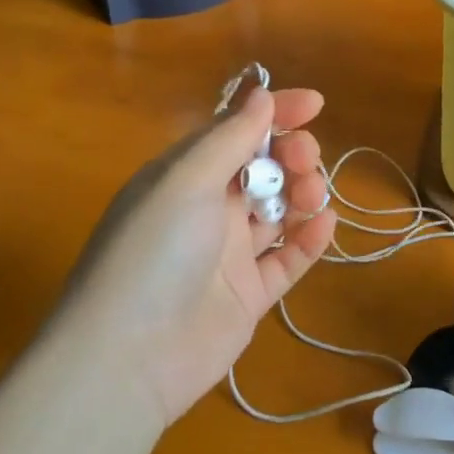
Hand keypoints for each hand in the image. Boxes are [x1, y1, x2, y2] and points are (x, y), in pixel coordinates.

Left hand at [51, 87, 336, 425]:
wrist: (128, 358)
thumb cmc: (153, 252)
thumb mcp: (185, 181)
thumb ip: (229, 137)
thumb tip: (262, 95)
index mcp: (183, 176)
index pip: (235, 131)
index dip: (275, 113)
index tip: (316, 105)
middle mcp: (205, 209)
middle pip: (261, 169)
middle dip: (291, 154)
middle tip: (304, 160)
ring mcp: (227, 254)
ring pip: (277, 210)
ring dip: (302, 192)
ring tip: (313, 194)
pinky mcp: (247, 295)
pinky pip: (286, 259)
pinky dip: (308, 240)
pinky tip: (326, 224)